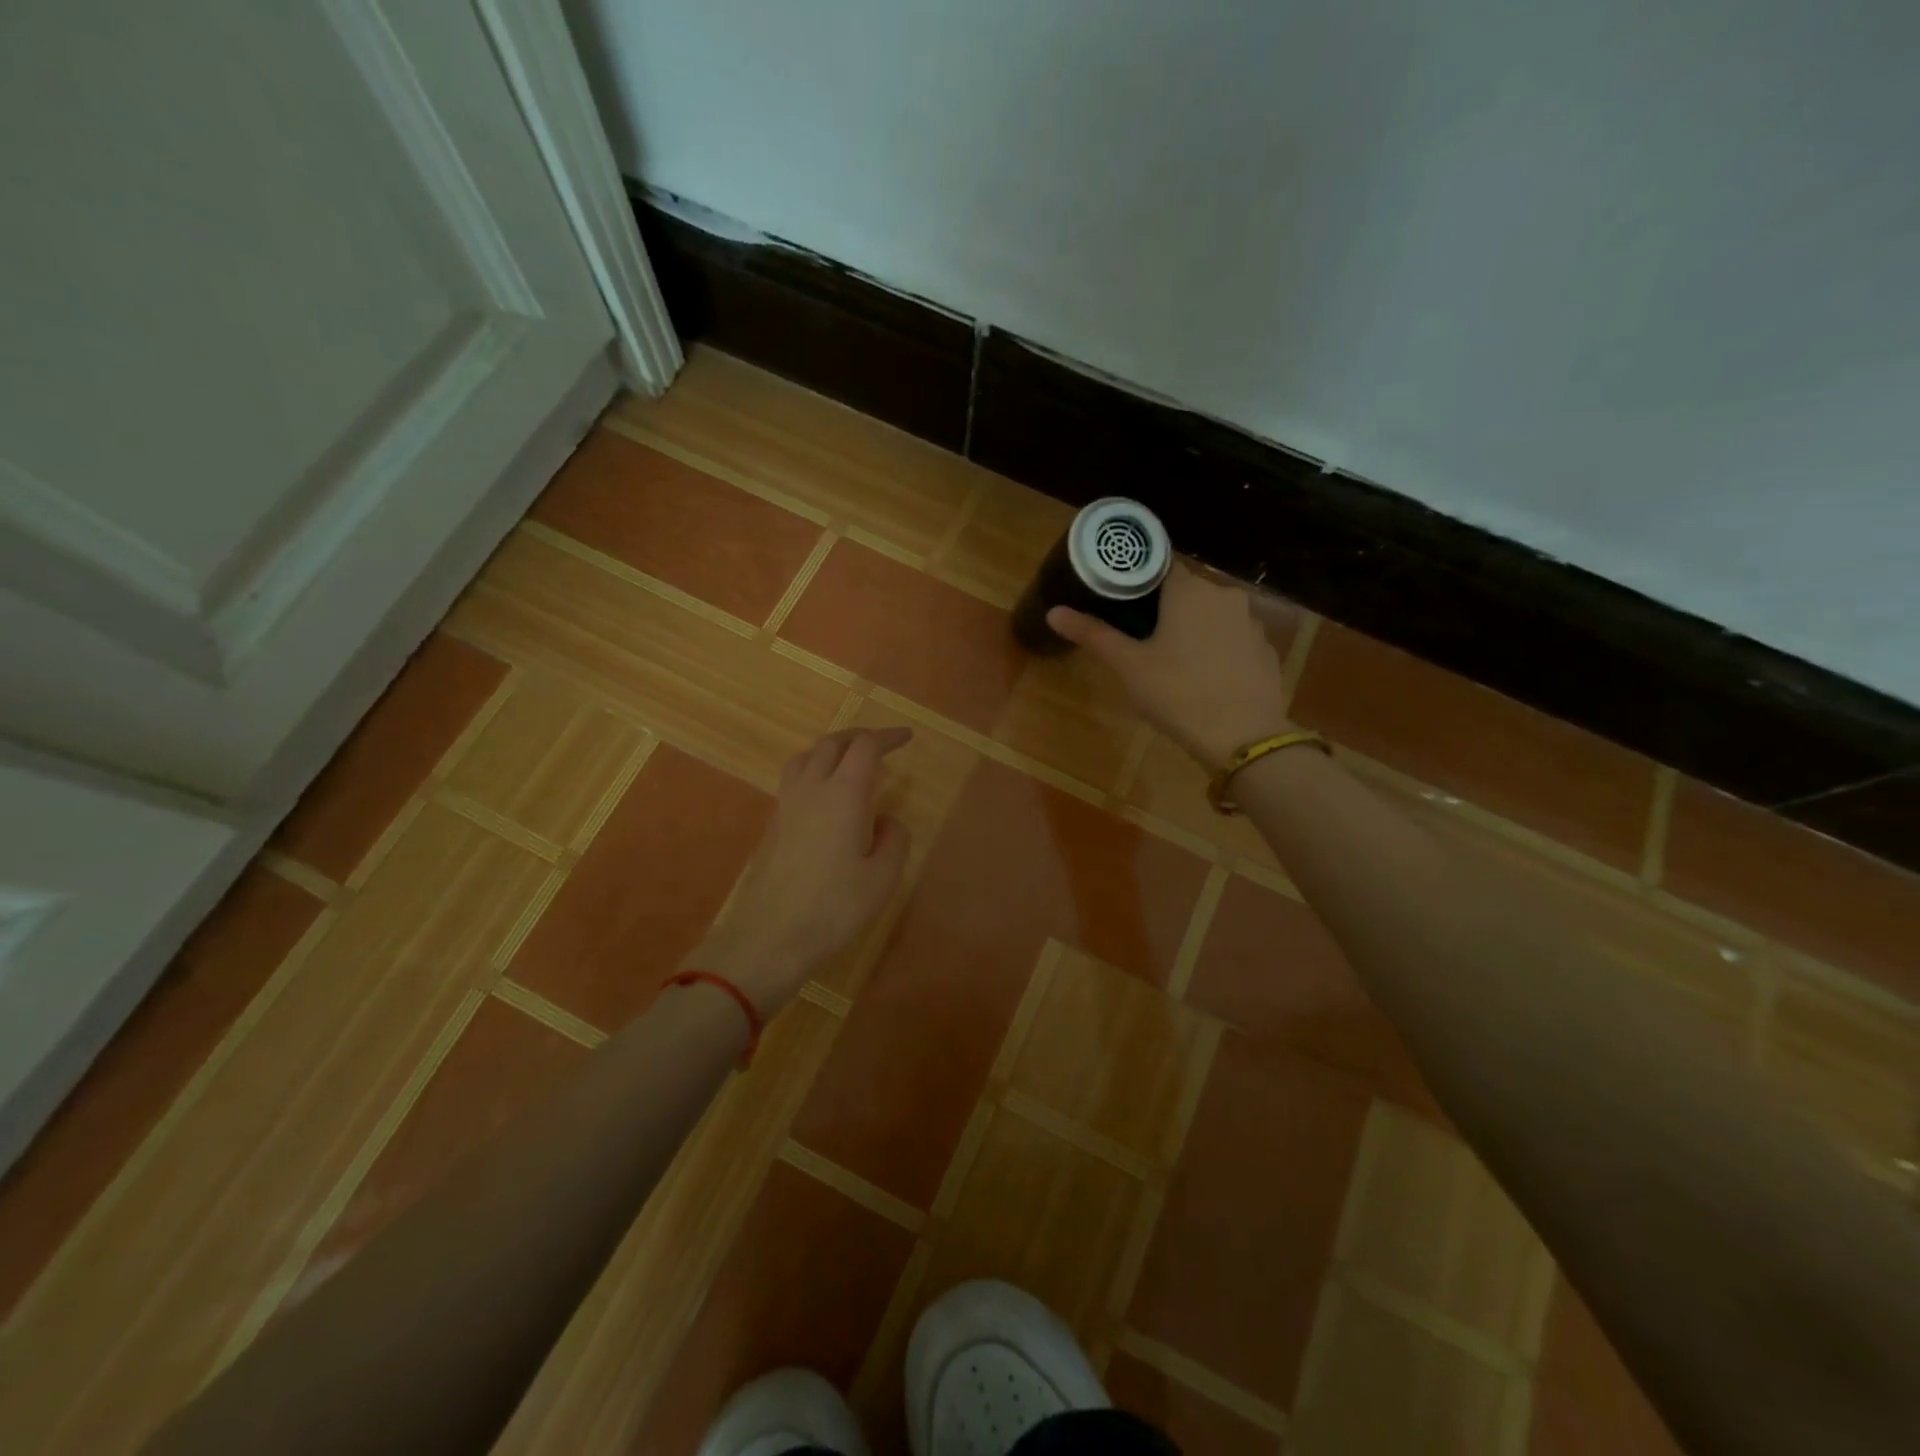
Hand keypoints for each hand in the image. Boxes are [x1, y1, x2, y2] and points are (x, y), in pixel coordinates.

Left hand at [691, 727, 912, 1014]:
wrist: (770, 937)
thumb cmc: (834, 907)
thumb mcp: (882, 878)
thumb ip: (893, 840)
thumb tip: (886, 821)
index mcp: (843, 794)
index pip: (865, 748)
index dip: (887, 738)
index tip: (907, 738)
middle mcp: (812, 789)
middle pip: (832, 743)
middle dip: (859, 737)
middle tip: (881, 745)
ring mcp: (787, 805)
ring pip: (807, 757)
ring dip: (831, 749)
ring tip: (849, 762)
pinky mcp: (774, 824)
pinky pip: (794, 779)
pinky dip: (814, 770)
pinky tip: (825, 796)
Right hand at [1047, 562, 1292, 771]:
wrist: (1243, 736)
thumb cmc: (1177, 693)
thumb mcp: (1128, 665)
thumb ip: (1093, 634)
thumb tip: (1053, 612)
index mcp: (1189, 589)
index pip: (1160, 566)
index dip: (1138, 582)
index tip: (1122, 602)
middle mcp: (1224, 595)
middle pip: (1187, 591)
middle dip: (1165, 608)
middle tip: (1140, 637)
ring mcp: (1251, 622)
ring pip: (1212, 615)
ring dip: (1194, 628)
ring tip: (1173, 660)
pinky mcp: (1266, 649)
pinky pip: (1233, 638)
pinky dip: (1218, 649)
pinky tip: (1205, 676)